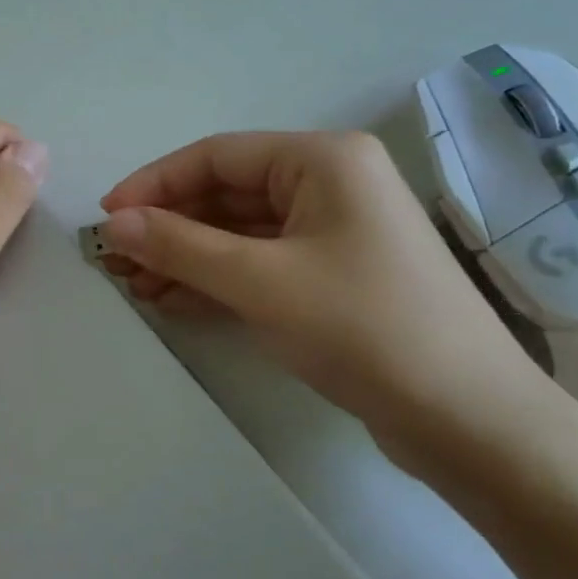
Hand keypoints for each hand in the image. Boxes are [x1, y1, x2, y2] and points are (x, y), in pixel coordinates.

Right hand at [99, 130, 546, 467]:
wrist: (471, 422)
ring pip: (240, 231)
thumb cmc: (363, 328)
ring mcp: (334, 230)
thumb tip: (113, 223)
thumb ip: (180, 245)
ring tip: (133, 286)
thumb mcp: (260, 281)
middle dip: (169, 227)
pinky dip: (218, 278)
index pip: (216, 156)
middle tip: (115, 261)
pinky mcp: (334, 274)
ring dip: (187, 256)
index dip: (154, 184)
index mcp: (321, 159)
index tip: (106, 217)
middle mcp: (330, 182)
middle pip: (227, 193)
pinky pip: (261, 262)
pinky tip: (172, 299)